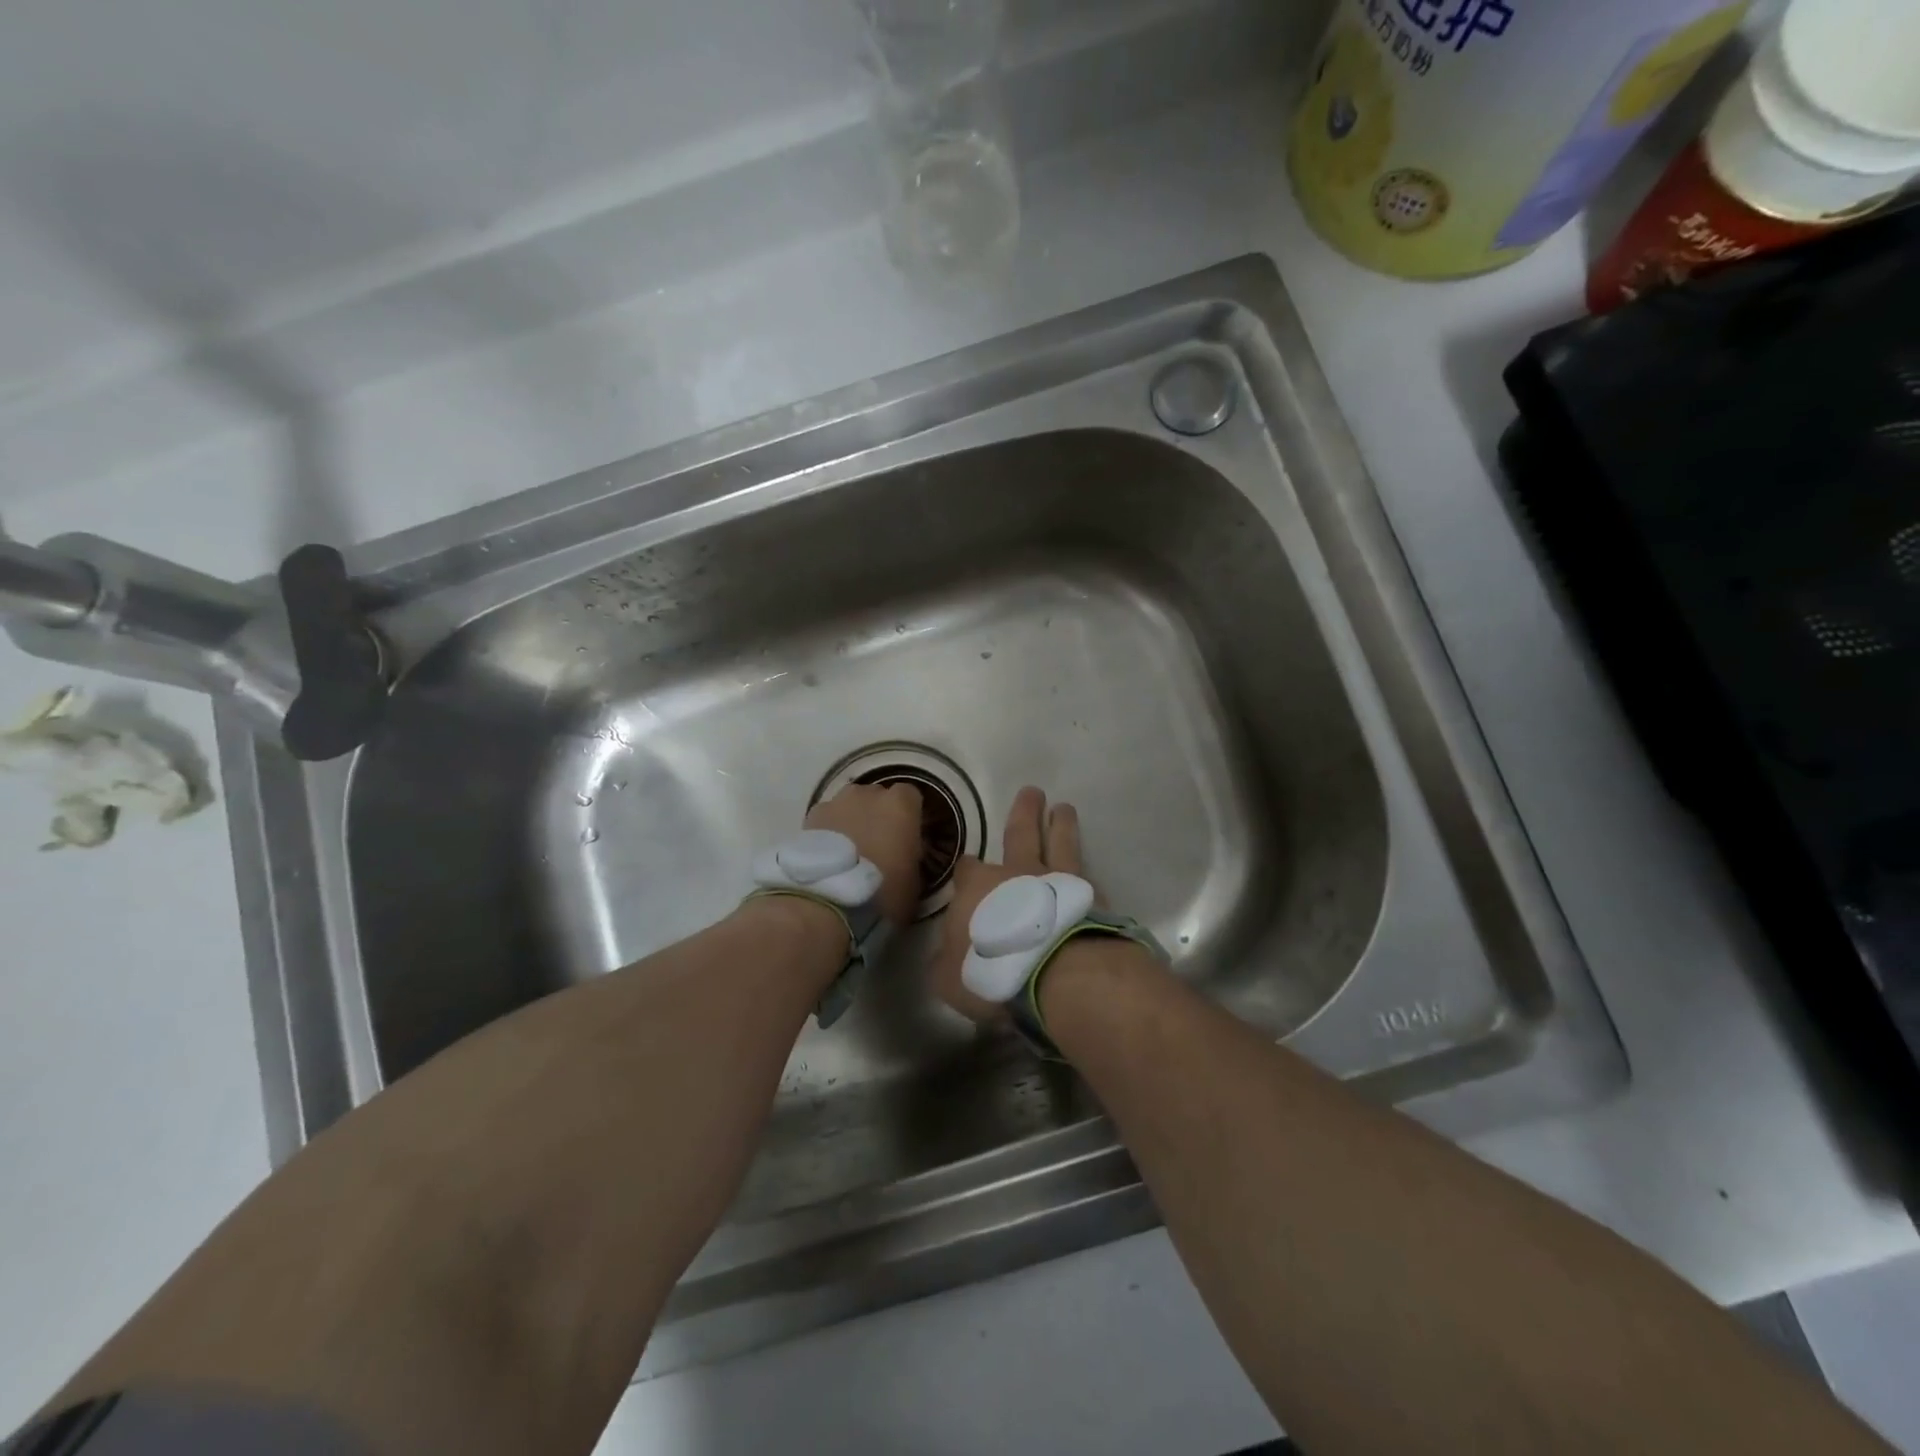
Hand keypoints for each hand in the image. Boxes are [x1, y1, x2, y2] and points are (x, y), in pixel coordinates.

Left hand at [804, 781, 924, 925]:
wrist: (828, 902)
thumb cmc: (882, 892)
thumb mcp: (914, 879)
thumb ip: (911, 854)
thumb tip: (904, 851)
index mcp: (901, 806)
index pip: (910, 796)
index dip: (908, 815)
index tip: (906, 836)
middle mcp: (869, 794)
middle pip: (877, 796)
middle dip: (879, 814)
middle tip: (877, 844)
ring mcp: (837, 802)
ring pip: (850, 804)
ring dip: (853, 819)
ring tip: (850, 850)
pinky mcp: (811, 816)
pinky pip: (827, 817)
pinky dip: (829, 830)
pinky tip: (828, 855)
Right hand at [930, 785, 1093, 1021]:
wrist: (1057, 972)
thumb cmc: (994, 972)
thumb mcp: (951, 978)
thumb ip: (946, 961)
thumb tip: (946, 954)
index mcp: (978, 888)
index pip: (967, 869)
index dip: (967, 870)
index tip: (967, 870)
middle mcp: (1017, 874)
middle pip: (1020, 834)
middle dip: (1024, 813)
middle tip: (1032, 792)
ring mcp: (1058, 882)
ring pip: (1059, 843)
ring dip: (1061, 825)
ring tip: (1064, 809)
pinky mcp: (1091, 898)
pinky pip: (1086, 875)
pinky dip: (1086, 867)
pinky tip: (1089, 868)